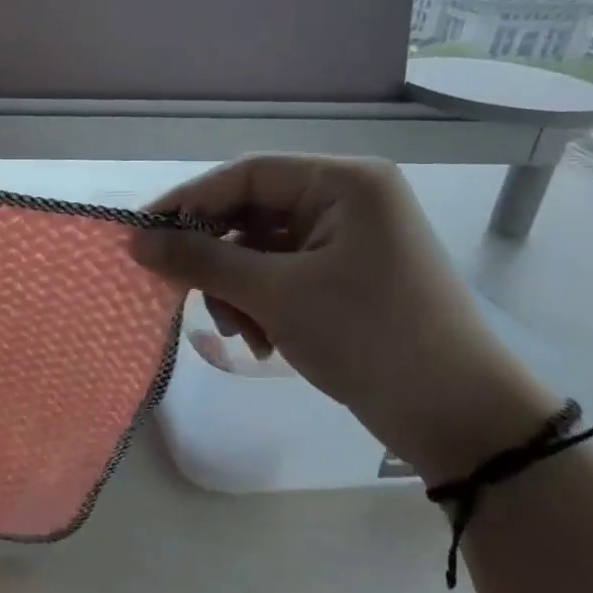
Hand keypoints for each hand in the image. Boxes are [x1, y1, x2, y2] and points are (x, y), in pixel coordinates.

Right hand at [133, 156, 557, 477]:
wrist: (457, 416)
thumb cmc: (369, 336)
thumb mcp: (276, 294)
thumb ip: (200, 261)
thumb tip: (135, 242)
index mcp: (343, 184)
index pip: (246, 176)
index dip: (189, 203)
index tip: (142, 237)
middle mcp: (346, 202)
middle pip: (250, 215)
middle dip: (215, 259)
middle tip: (184, 294)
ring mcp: (346, 243)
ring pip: (260, 251)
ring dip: (235, 289)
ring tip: (236, 332)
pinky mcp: (344, 279)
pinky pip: (281, 277)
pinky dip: (259, 305)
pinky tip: (259, 341)